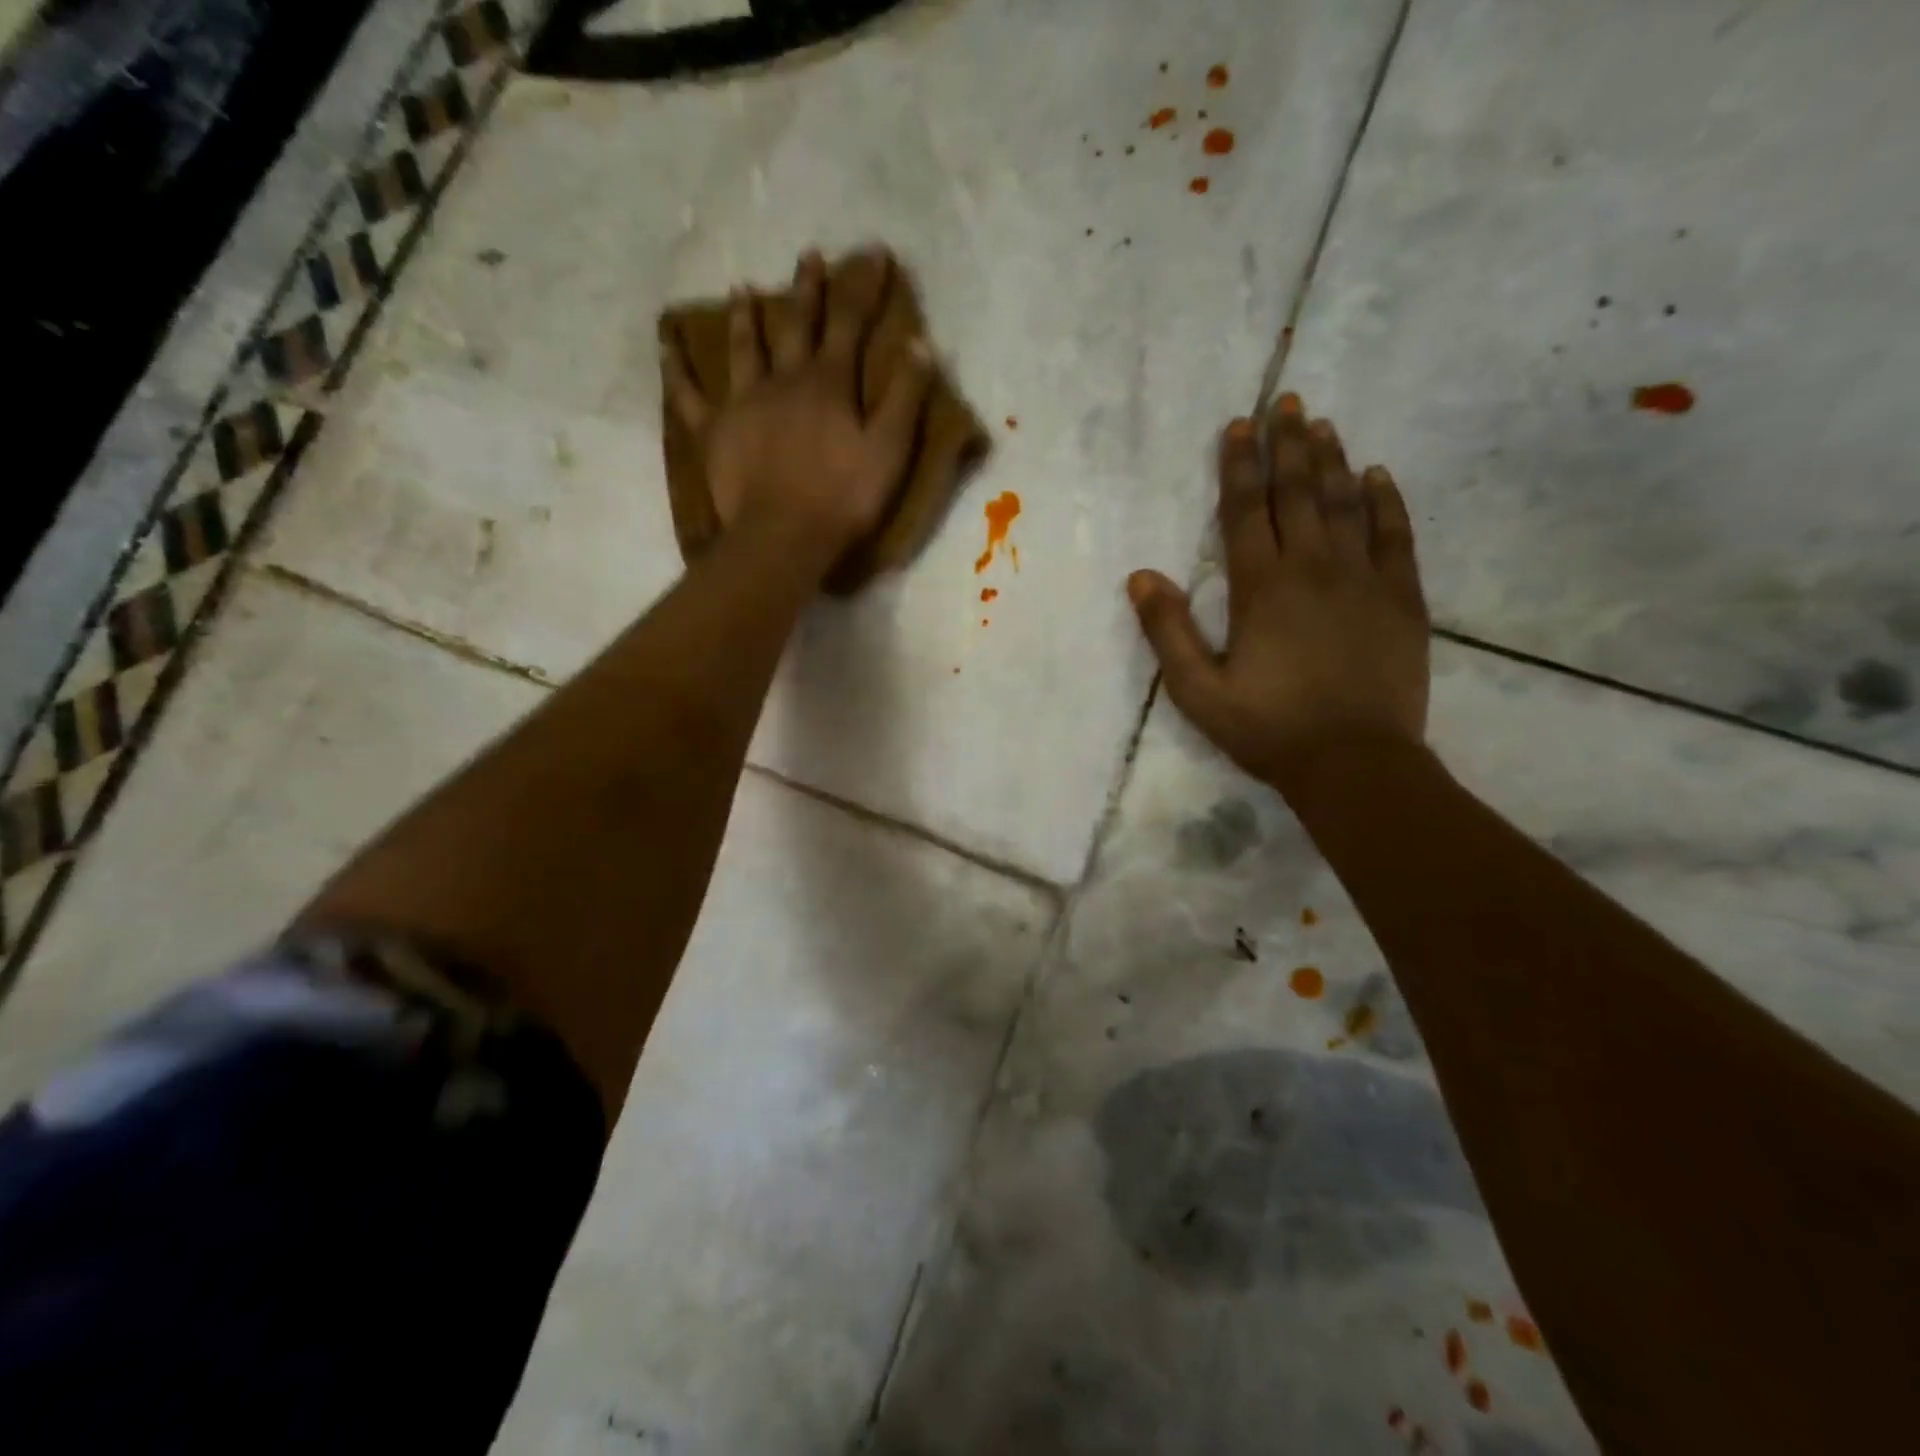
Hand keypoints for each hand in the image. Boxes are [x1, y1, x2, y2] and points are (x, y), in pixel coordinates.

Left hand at [662, 248, 933, 563]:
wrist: (784, 537)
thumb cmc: (844, 498)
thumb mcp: (889, 450)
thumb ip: (904, 396)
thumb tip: (919, 342)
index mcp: (829, 384)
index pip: (849, 324)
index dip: (863, 287)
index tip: (873, 254)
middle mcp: (784, 379)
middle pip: (795, 325)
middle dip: (806, 290)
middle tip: (808, 257)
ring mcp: (743, 401)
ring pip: (743, 348)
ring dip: (745, 317)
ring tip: (741, 289)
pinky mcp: (713, 429)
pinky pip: (688, 392)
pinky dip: (676, 366)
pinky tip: (666, 343)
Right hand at [1127, 394, 1429, 789]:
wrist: (1354, 763)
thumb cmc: (1267, 728)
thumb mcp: (1197, 690)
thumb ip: (1168, 631)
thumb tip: (1141, 576)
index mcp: (1261, 587)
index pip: (1247, 510)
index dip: (1239, 465)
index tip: (1238, 426)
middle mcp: (1314, 567)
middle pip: (1299, 492)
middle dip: (1288, 444)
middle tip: (1286, 402)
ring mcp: (1364, 579)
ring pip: (1347, 503)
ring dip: (1332, 460)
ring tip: (1323, 424)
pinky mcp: (1402, 598)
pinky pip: (1396, 535)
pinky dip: (1386, 501)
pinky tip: (1378, 475)